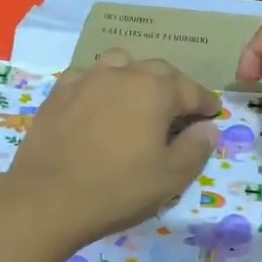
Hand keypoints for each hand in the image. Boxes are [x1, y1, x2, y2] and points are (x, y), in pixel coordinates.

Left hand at [3, 49, 220, 243]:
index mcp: (155, 90)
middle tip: (179, 110)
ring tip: (137, 98)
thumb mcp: (170, 177)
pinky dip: (99, 85)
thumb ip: (195, 148)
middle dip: (173, 87)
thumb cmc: (118, 189)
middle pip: (157, 70)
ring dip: (135, 76)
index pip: (190, 90)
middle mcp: (122, 74)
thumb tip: (208, 128)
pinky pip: (86, 77)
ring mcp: (86, 79)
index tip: (213, 113)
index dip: (205, 103)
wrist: (48, 198)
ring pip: (119, 64)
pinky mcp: (58, 93)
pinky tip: (98, 104)